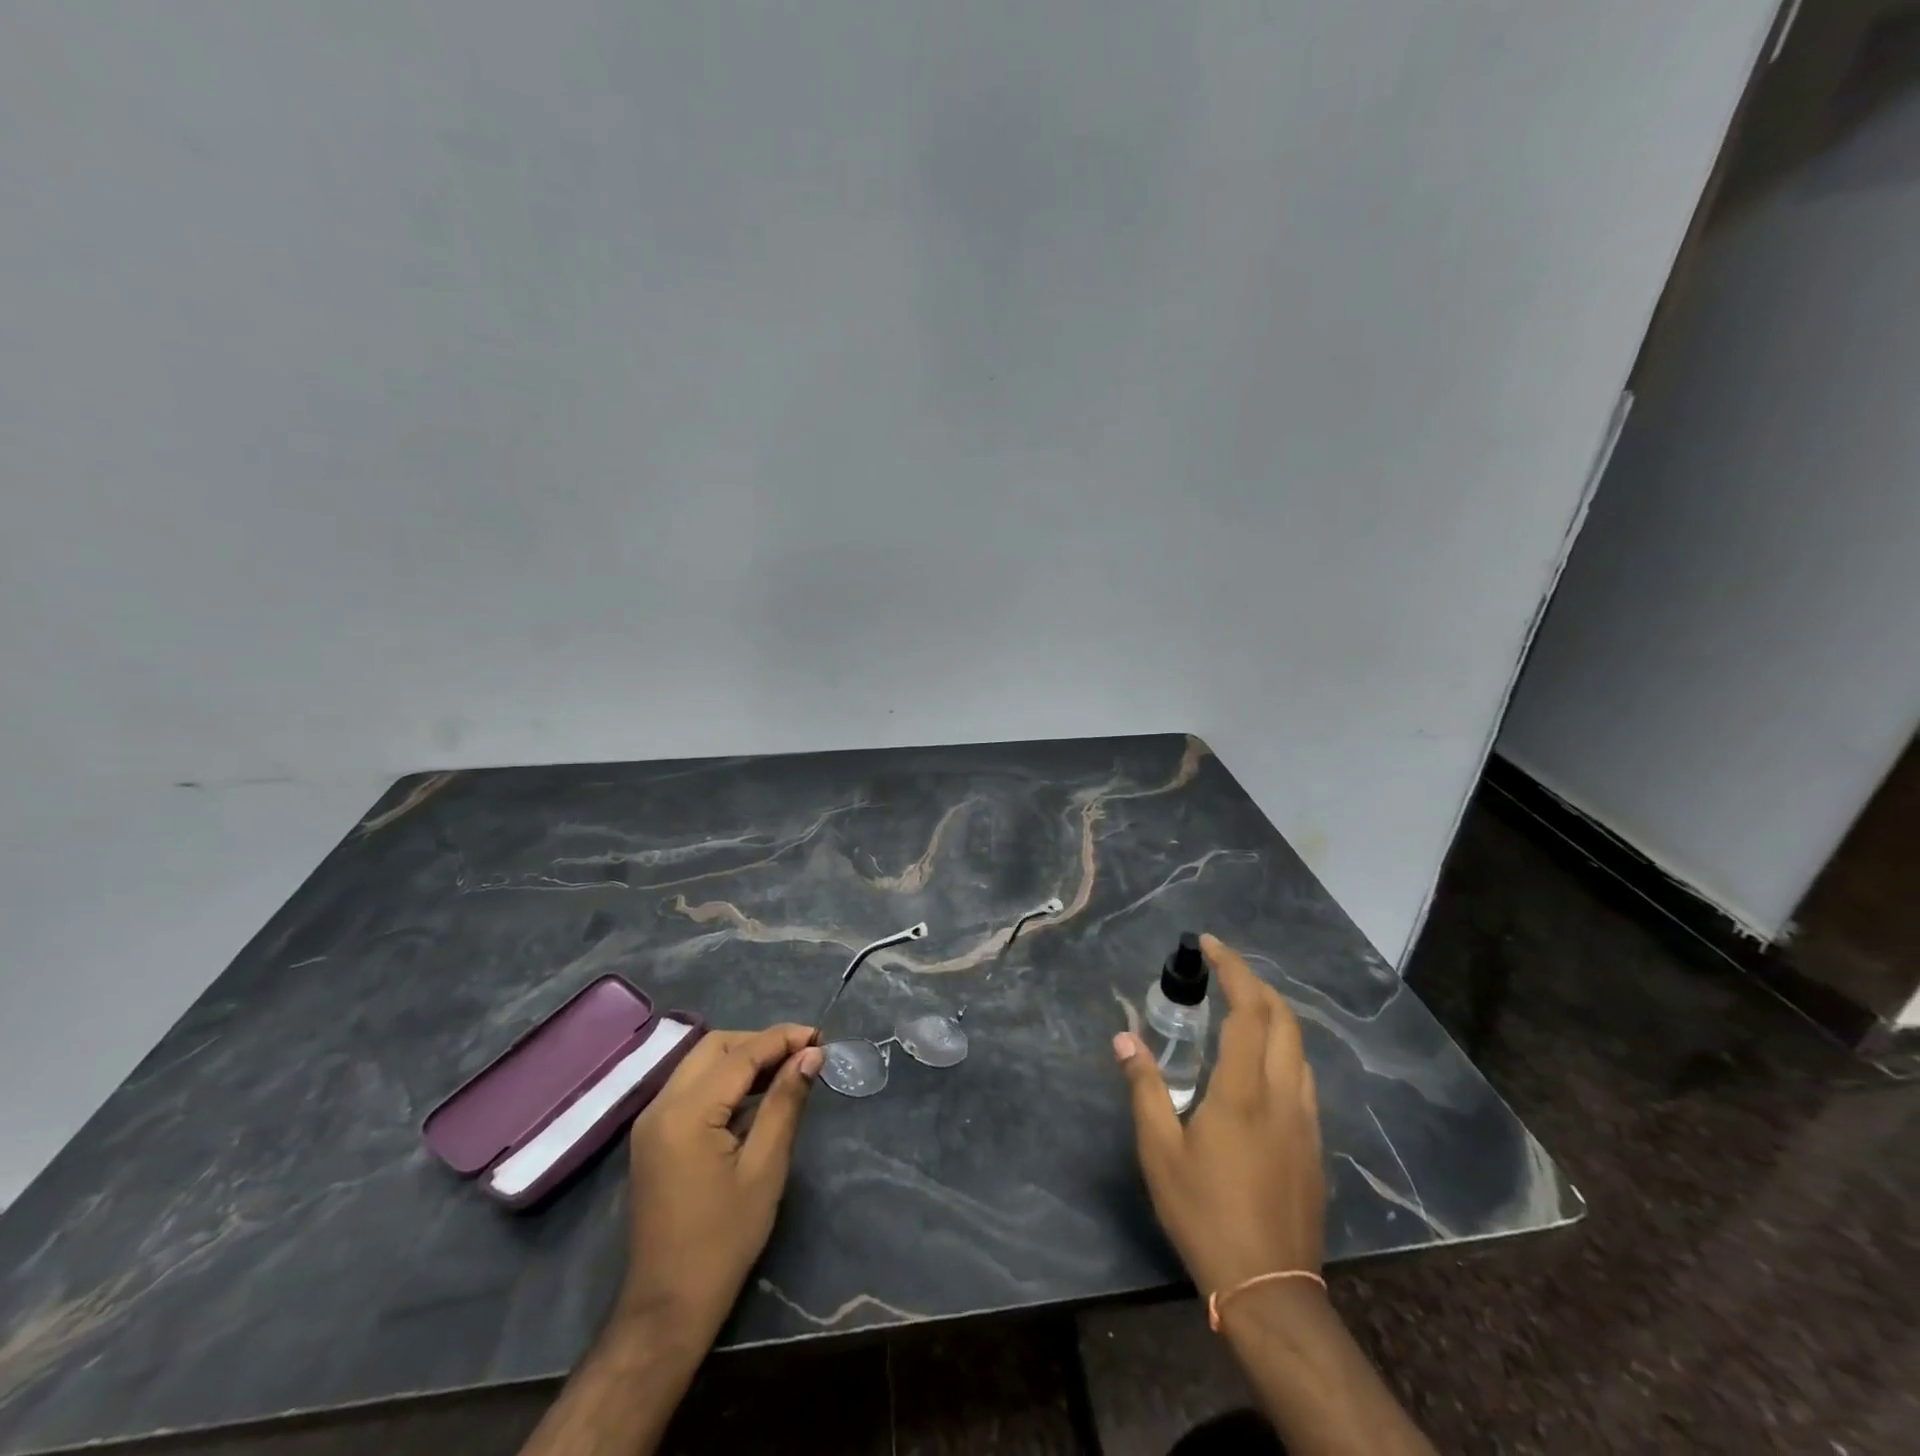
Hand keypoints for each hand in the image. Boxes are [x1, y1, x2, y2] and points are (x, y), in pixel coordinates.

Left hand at [618, 1024, 823, 1344]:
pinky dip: (724, 1079)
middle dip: (760, 1042)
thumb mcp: (765, 1168)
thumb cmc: (724, 1241)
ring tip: (786, 1069)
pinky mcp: (653, 1136)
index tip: (820, 1036)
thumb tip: (811, 1054)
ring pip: (701, 1062)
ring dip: (742, 1058)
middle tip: (803, 1054)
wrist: (667, 1308)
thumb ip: (785, 1102)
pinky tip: (755, 1094)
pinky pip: (691, 1086)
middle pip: (715, 1047)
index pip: (740, 1055)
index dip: (782, 1039)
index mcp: (686, 1113)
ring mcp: (651, 1121)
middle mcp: (661, 1105)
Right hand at [1114, 934, 1325, 1300]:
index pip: (1249, 1010)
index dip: (1232, 970)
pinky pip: (1303, 1075)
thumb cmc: (1205, 1215)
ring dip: (1272, 1014)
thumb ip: (1144, 1088)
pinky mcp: (1314, 1144)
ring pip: (1299, 1047)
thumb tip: (1124, 1038)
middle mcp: (1283, 1094)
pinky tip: (1258, 1063)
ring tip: (1238, 1006)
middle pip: (1283, 1019)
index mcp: (1244, 1091)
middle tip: (1221, 970)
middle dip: (1255, 983)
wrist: (1270, 1289)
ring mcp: (1306, 1120)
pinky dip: (1282, 1047)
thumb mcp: (1159, 1152)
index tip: (1209, 946)